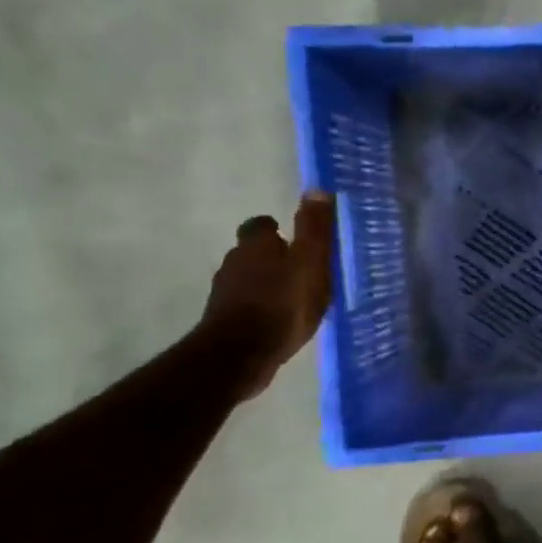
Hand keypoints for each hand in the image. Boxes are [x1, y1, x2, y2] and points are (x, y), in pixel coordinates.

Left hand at [200, 192, 335, 398]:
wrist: (241, 353)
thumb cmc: (283, 303)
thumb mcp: (310, 263)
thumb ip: (314, 229)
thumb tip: (316, 188)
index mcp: (256, 245)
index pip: (261, 225)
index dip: (275, 229)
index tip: (291, 238)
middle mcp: (234, 262)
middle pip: (252, 252)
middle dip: (271, 257)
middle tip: (298, 269)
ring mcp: (225, 292)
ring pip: (247, 279)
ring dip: (265, 284)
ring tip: (291, 298)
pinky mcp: (224, 320)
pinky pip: (245, 306)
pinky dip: (260, 308)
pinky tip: (277, 321)